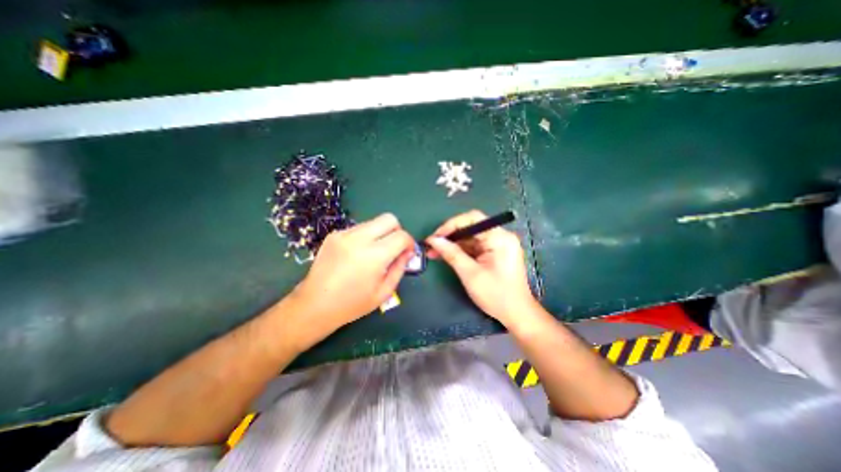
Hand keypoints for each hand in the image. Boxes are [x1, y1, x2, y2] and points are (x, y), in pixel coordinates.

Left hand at [289, 212, 416, 342]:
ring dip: (380, 233)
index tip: (408, 252)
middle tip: (394, 247)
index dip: (409, 242)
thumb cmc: (352, 304)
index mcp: (374, 256)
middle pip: (388, 219)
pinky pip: (358, 229)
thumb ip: (399, 269)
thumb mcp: (384, 292)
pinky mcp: (334, 234)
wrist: (314, 305)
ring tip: (374, 252)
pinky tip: (358, 254)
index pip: (401, 236)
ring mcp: (344, 234)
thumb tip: (408, 252)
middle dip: (397, 231)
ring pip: (373, 222)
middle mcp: (359, 239)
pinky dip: (365, 237)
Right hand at [424, 210, 534, 328]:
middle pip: (470, 227)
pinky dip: (460, 251)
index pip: (473, 219)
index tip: (435, 236)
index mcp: (499, 237)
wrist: (516, 314)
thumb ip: (451, 253)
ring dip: (452, 244)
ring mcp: (498, 244)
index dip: (451, 224)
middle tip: (431, 246)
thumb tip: (433, 240)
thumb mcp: (470, 274)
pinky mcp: (495, 253)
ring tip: (434, 252)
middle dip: (450, 236)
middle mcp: (500, 236)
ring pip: (470, 237)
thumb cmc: (495, 294)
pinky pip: (474, 246)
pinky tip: (446, 256)